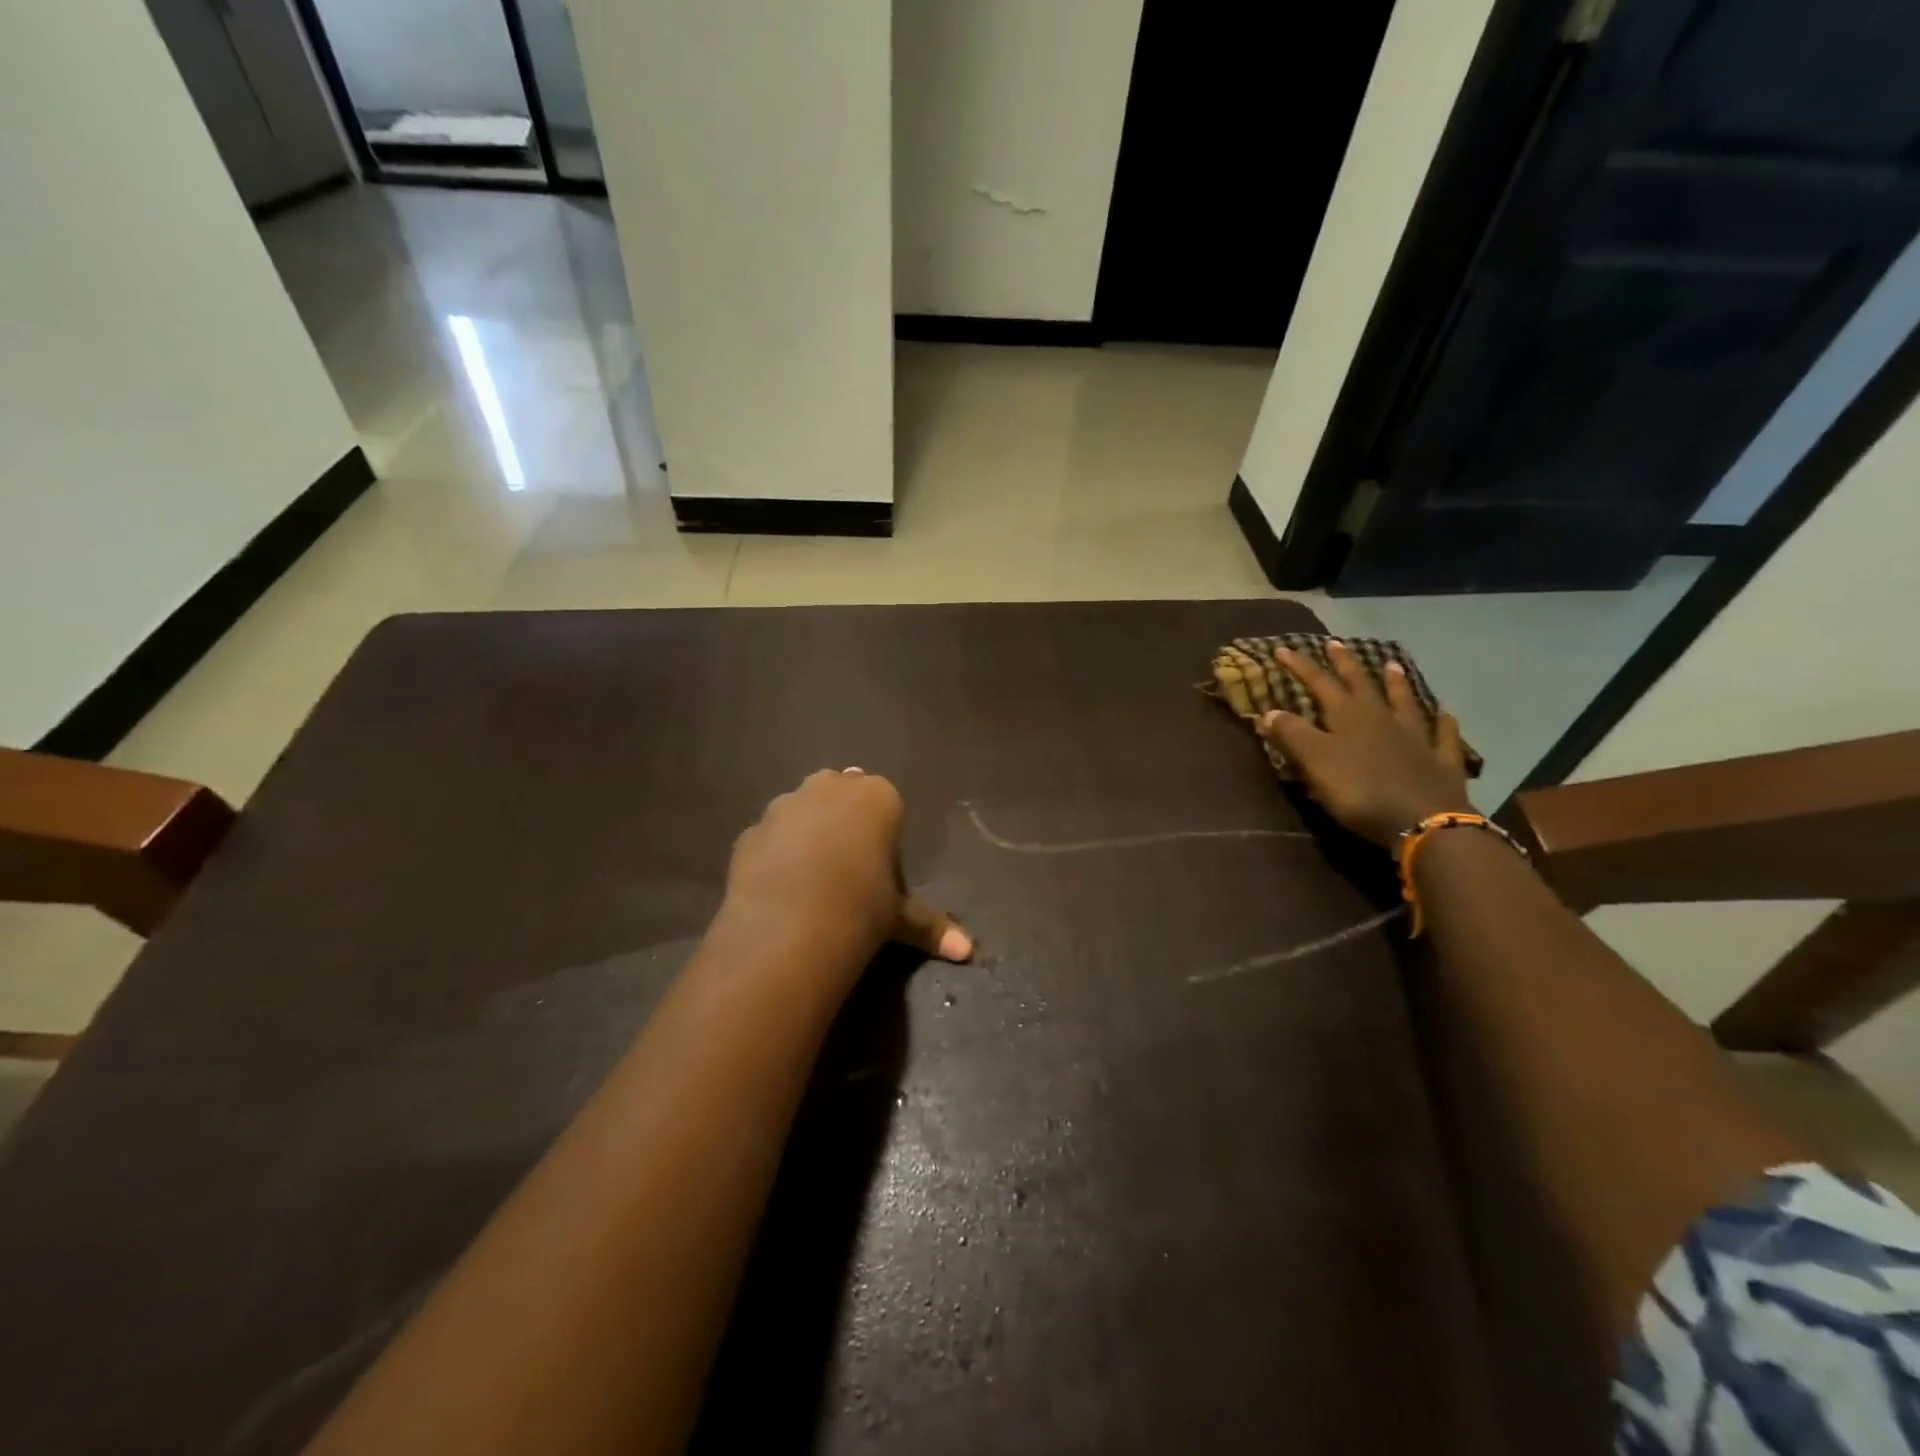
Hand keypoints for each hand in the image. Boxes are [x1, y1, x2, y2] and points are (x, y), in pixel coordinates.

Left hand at [720, 769, 972, 974]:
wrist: (790, 928)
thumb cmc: (862, 909)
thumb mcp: (900, 918)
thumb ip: (930, 926)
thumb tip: (968, 952)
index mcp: (877, 797)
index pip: (886, 801)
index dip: (883, 830)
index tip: (879, 863)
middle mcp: (830, 788)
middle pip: (841, 792)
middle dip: (843, 817)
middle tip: (848, 863)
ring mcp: (785, 805)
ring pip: (801, 809)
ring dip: (807, 831)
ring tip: (810, 878)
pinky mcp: (750, 831)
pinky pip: (770, 837)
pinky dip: (775, 854)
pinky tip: (778, 889)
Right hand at [1257, 642, 1473, 847]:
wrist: (1423, 821)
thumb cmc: (1359, 790)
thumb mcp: (1315, 762)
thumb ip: (1291, 735)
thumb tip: (1268, 711)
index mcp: (1348, 717)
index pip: (1319, 683)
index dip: (1301, 666)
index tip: (1284, 649)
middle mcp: (1382, 718)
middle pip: (1361, 685)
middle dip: (1345, 664)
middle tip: (1335, 644)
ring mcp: (1416, 738)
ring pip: (1404, 702)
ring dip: (1396, 684)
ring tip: (1393, 665)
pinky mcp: (1441, 762)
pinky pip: (1442, 735)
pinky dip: (1443, 723)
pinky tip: (1445, 714)